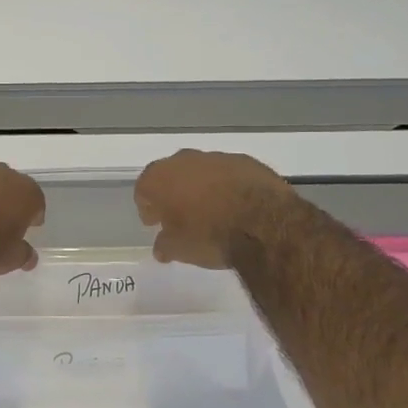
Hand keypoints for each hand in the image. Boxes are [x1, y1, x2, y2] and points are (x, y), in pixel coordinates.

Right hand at [135, 150, 295, 269]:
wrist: (263, 224)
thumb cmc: (209, 236)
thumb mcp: (179, 249)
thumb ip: (165, 245)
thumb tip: (162, 247)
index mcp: (160, 178)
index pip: (143, 189)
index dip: (147, 207)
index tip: (155, 223)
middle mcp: (184, 160)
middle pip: (171, 174)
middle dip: (173, 193)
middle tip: (180, 216)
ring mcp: (217, 157)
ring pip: (201, 171)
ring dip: (202, 187)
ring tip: (212, 212)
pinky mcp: (246, 161)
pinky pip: (229, 173)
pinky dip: (228, 186)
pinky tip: (237, 206)